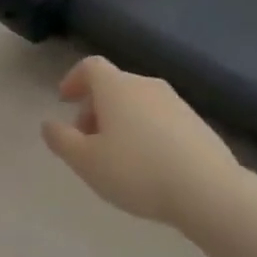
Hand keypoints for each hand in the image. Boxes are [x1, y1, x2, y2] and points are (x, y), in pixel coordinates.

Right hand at [41, 56, 235, 225]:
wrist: (207, 189)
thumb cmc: (136, 171)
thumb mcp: (86, 161)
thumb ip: (62, 140)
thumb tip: (49, 124)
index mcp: (116, 87)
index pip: (90, 66)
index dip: (73, 79)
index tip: (64, 101)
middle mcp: (146, 85)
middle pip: (114, 86)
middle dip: (94, 108)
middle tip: (85, 140)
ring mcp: (176, 103)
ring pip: (137, 103)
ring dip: (119, 121)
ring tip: (115, 157)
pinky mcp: (197, 123)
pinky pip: (159, 119)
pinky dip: (144, 132)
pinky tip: (146, 165)